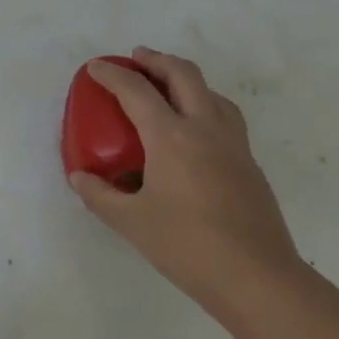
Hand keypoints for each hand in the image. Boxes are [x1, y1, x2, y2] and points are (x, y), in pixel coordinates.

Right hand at [68, 48, 300, 316]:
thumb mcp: (130, 222)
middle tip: (137, 58)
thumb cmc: (187, 246)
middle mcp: (205, 129)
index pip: (136, 91)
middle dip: (157, 60)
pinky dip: (204, 106)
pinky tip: (193, 132)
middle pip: (184, 75)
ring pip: (212, 93)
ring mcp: (234, 145)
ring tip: (167, 89)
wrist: (259, 279)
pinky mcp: (249, 165)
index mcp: (172, 137)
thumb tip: (80, 176)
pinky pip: (225, 118)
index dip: (113, 74)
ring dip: (186, 80)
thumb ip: (100, 195)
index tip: (95, 67)